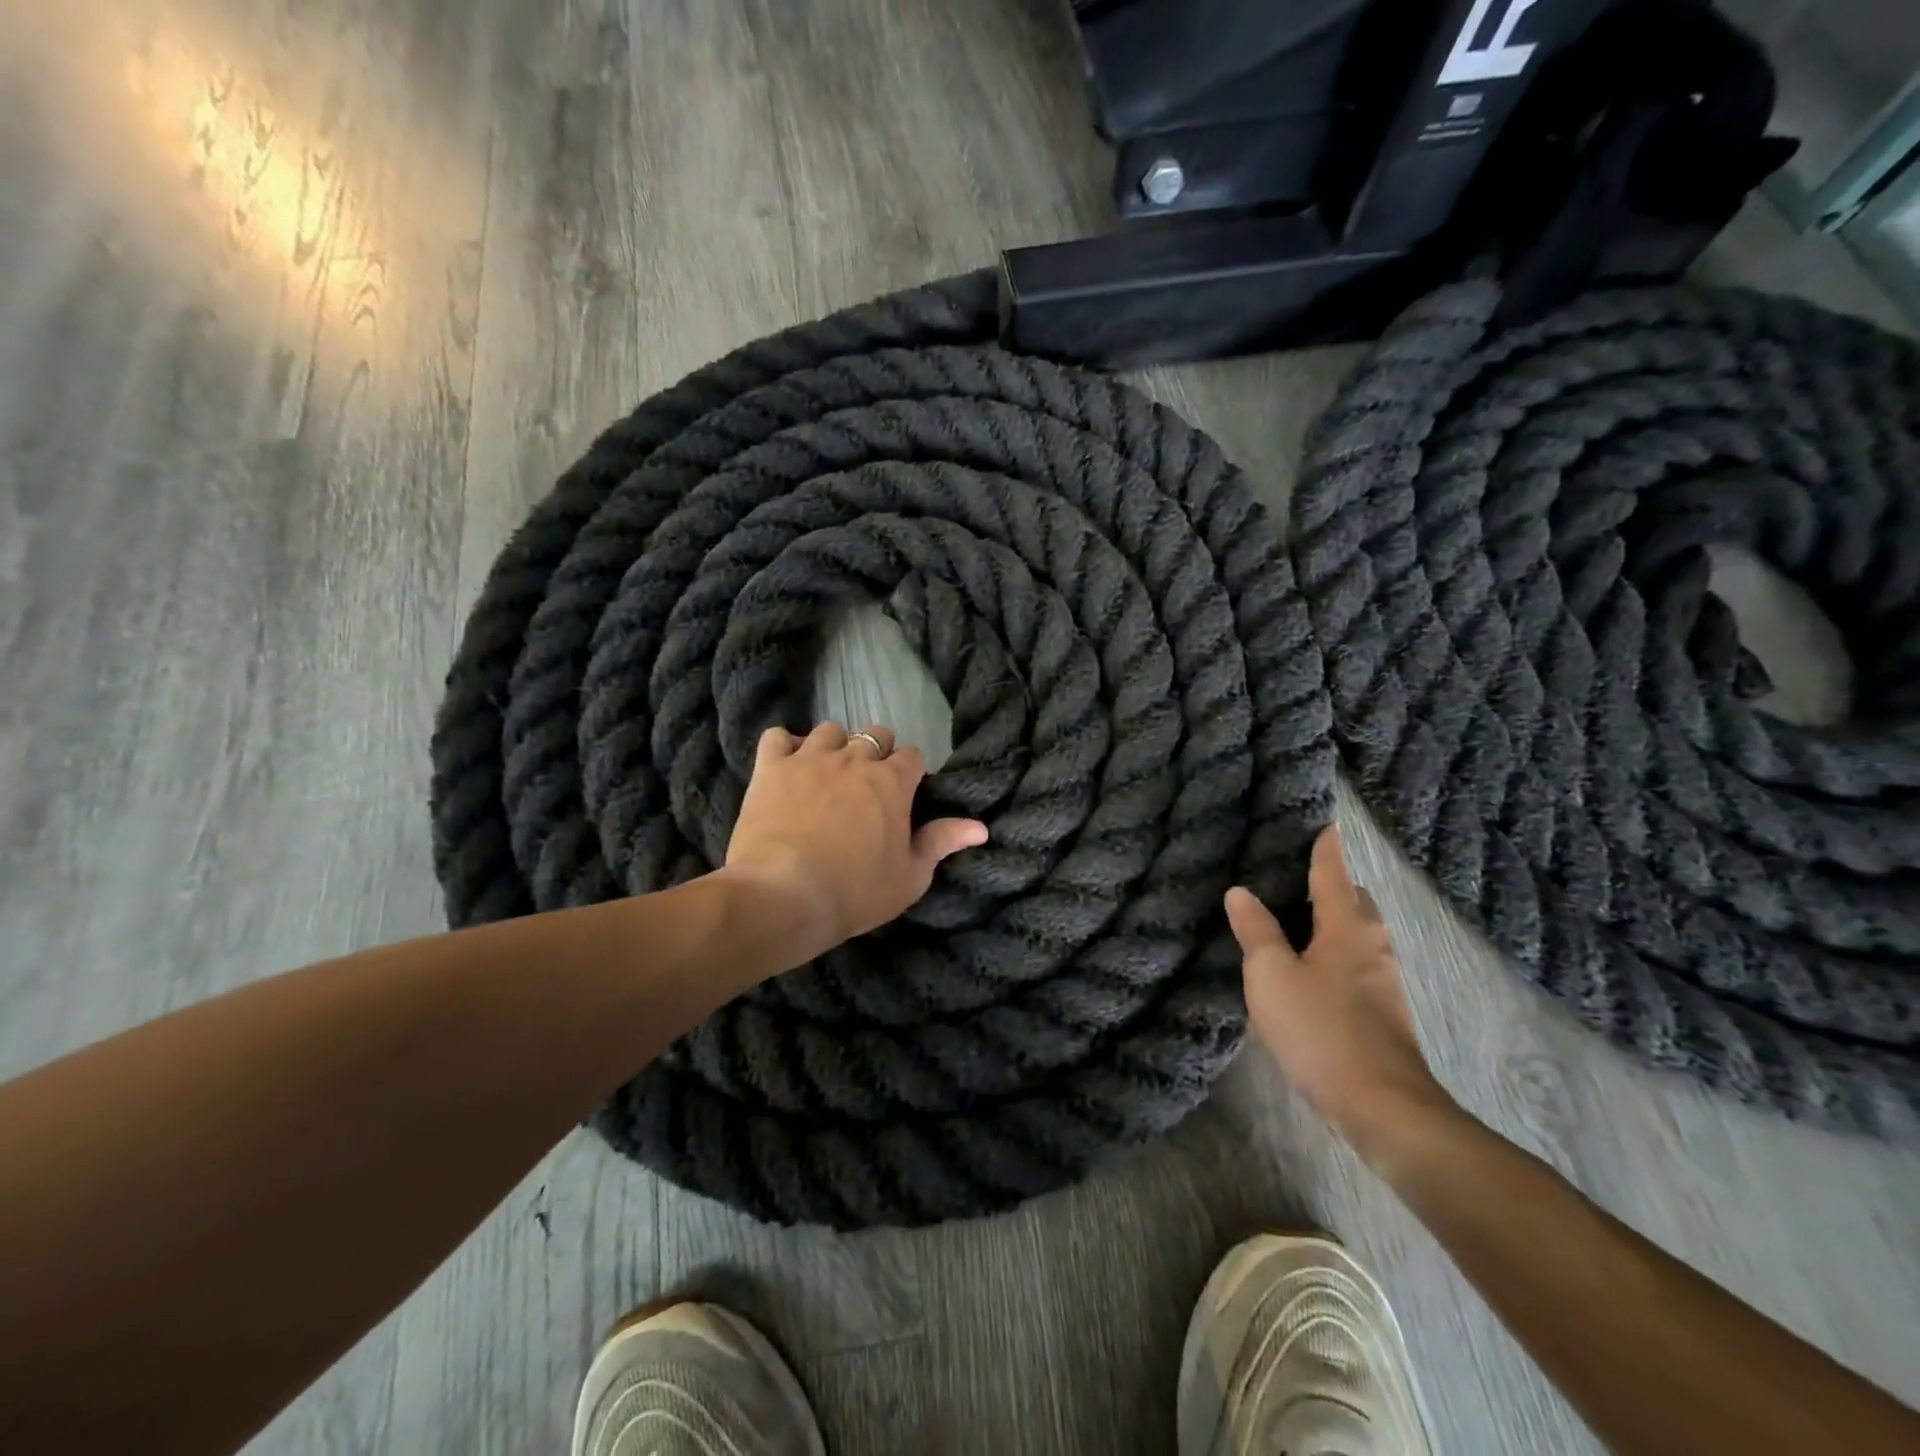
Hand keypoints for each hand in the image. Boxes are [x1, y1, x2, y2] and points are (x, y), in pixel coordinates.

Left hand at [722, 722, 987, 960]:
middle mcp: (854, 759)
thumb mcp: (910, 876)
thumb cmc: (856, 891)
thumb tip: (980, 827)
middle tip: (867, 786)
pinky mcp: (771, 767)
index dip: (910, 772)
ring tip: (827, 774)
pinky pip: (777, 737)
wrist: (786, 895)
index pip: (912, 756)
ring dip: (833, 747)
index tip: (904, 795)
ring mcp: (810, 759)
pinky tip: (787, 767)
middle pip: (874, 735)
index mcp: (892, 782)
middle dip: (876, 753)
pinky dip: (784, 746)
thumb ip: (942, 842)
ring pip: (829, 731)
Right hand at [1225, 824, 1456, 1158]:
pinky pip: (1359, 963)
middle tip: (1300, 876)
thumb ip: (1256, 930)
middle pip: (1356, 901)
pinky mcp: (1385, 1012)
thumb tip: (1240, 892)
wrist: (1382, 1106)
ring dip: (1337, 920)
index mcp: (1346, 927)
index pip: (1333, 874)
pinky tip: (1315, 970)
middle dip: (1335, 884)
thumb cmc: (1321, 1029)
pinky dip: (1338, 952)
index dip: (1326, 848)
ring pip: (1360, 934)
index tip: (1326, 824)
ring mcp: (1384, 981)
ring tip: (1301, 921)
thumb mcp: (1271, 975)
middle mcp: (1372, 945)